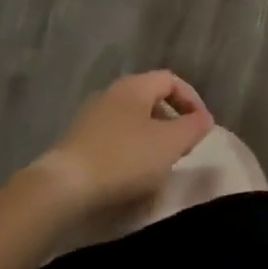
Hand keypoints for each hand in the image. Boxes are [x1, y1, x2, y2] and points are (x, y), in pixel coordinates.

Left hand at [33, 71, 214, 219]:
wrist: (63, 188)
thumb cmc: (124, 158)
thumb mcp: (170, 143)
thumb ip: (193, 127)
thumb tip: (204, 118)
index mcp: (135, 86)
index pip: (171, 80)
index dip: (192, 100)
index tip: (202, 127)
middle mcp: (112, 93)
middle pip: (150, 98)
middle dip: (171, 119)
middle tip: (183, 145)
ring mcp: (91, 117)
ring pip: (132, 119)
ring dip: (151, 136)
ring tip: (160, 162)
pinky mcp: (77, 141)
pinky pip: (114, 137)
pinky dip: (130, 149)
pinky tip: (132, 174)